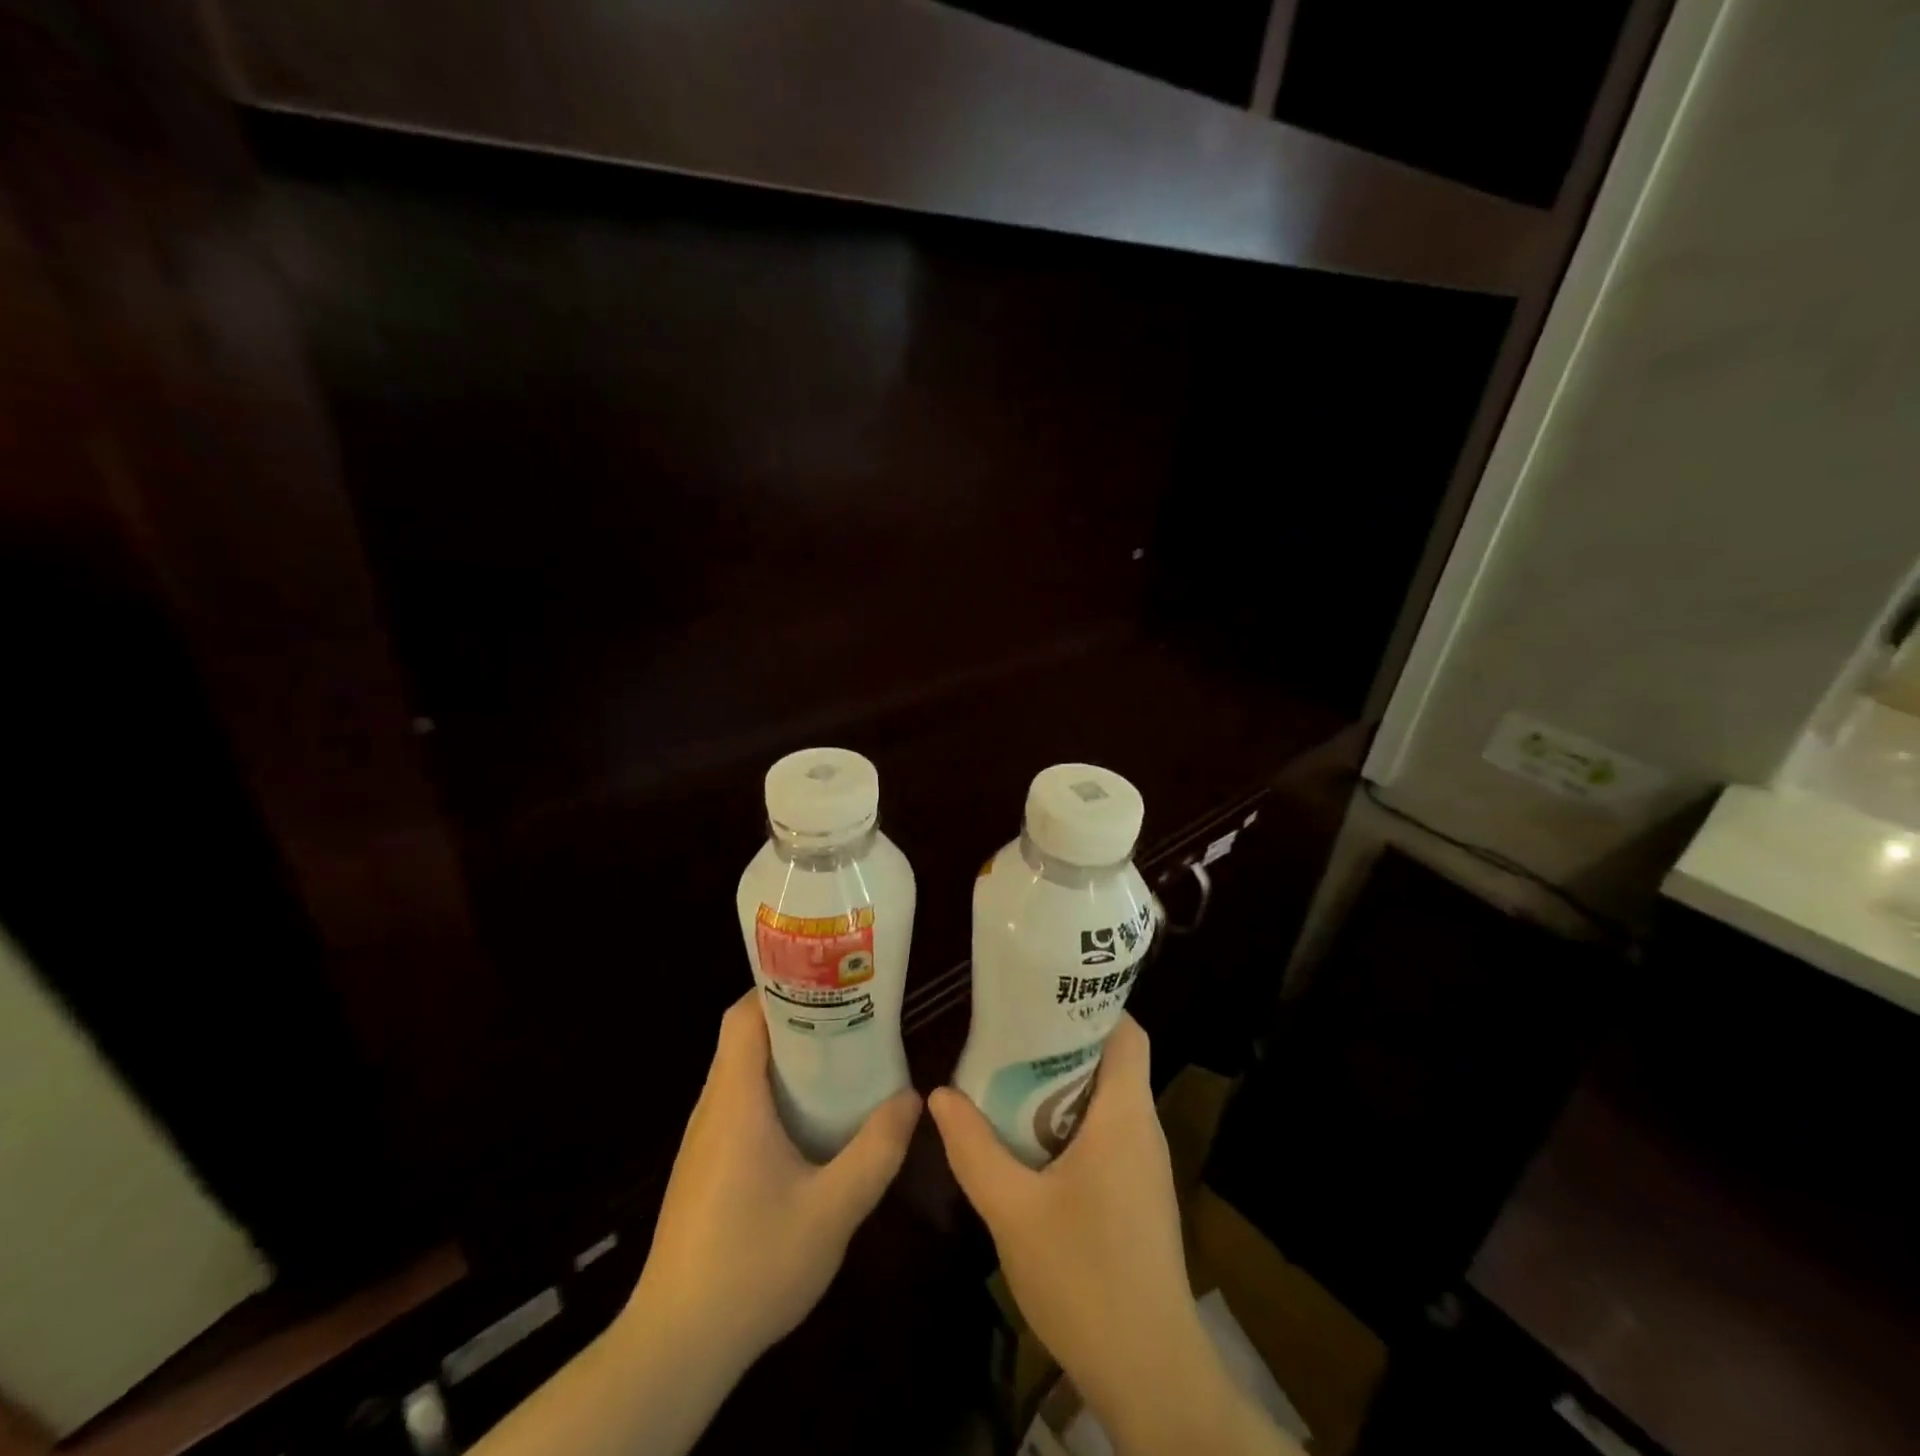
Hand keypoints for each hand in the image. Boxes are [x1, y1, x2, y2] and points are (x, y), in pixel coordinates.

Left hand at [626, 992, 921, 1370]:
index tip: (826, 982)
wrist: (676, 1348)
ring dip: (784, 1059)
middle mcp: (711, 1109)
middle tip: (847, 1018)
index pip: (744, 1016)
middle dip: (794, 1020)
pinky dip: (771, 1094)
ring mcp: (702, 1141)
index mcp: (735, 1102)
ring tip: (837, 1060)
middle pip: (744, 1038)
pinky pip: (737, 1107)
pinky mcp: (702, 1169)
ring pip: (740, 1074)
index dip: (780, 988)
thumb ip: (876, 1151)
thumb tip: (912, 1097)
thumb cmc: (752, 1266)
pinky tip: (808, 1122)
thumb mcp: (832, 1212)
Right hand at [930, 1016, 1289, 1454]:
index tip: (1042, 994)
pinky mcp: (1138, 1196)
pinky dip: (1069, 1122)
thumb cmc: (1085, 1277)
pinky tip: (1028, 1140)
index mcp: (1125, 1114)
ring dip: (1061, 1085)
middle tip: (1008, 1033)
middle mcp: (1142, 1129)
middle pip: (1110, 1060)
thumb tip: (939, 1094)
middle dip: (1062, 1041)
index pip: (1126, 1031)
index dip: (1091, 1004)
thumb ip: (973, 1149)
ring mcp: (1144, 1166)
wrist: (1150, 1374)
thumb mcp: (1013, 1210)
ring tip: (1008, 1075)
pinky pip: (1106, 1134)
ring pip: (1105, 1100)